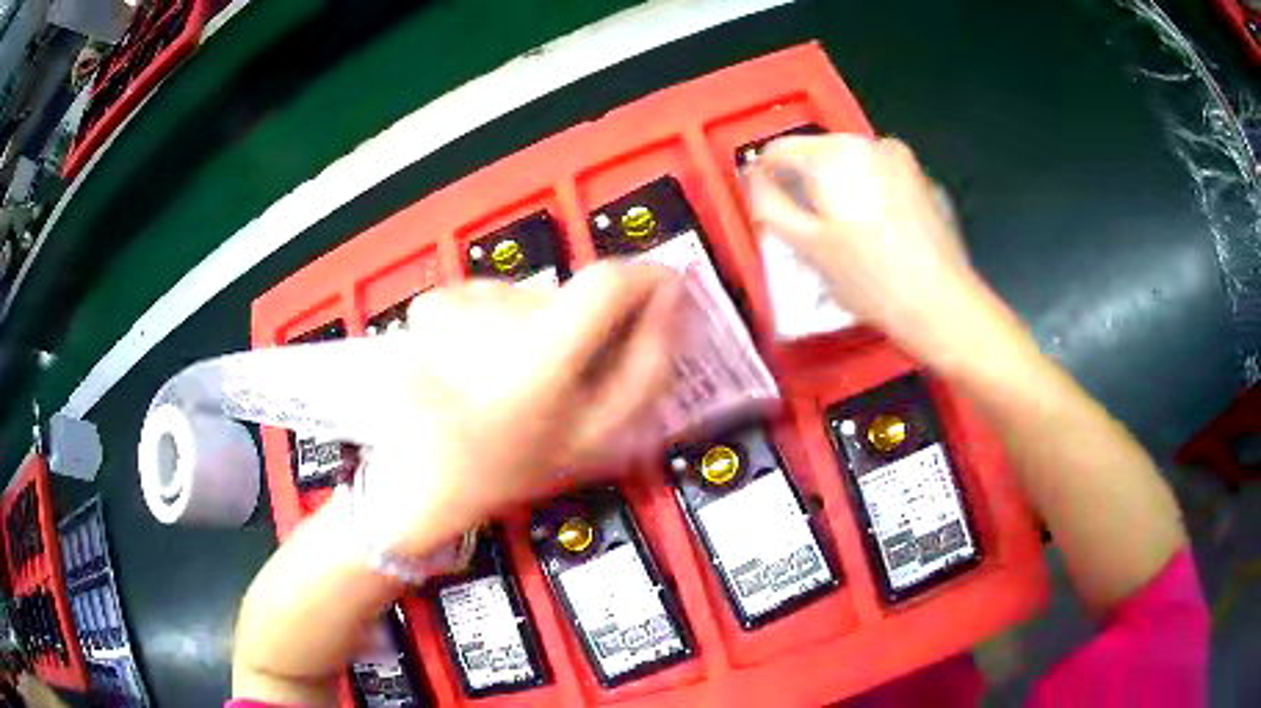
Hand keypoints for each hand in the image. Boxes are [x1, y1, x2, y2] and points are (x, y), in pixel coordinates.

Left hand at [359, 262, 682, 555]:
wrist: (420, 479)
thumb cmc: (501, 467)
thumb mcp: (592, 436)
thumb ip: (645, 369)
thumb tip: (670, 307)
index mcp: (541, 358)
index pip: (609, 283)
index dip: (646, 281)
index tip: (662, 290)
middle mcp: (497, 322)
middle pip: (570, 295)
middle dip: (581, 325)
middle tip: (566, 373)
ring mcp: (460, 309)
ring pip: (527, 299)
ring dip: (531, 330)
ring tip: (511, 382)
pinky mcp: (433, 306)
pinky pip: (486, 300)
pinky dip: (490, 326)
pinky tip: (477, 368)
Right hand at [746, 135, 985, 362]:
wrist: (942, 305)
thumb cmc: (871, 279)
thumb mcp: (808, 247)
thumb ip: (770, 205)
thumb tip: (756, 180)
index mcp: (835, 154)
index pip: (779, 149)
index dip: (765, 177)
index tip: (768, 207)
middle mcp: (869, 143)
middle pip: (818, 153)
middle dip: (806, 185)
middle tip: (808, 228)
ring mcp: (902, 159)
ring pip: (851, 165)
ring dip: (838, 189)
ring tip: (845, 234)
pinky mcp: (923, 180)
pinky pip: (880, 178)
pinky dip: (869, 195)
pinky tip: (878, 234)